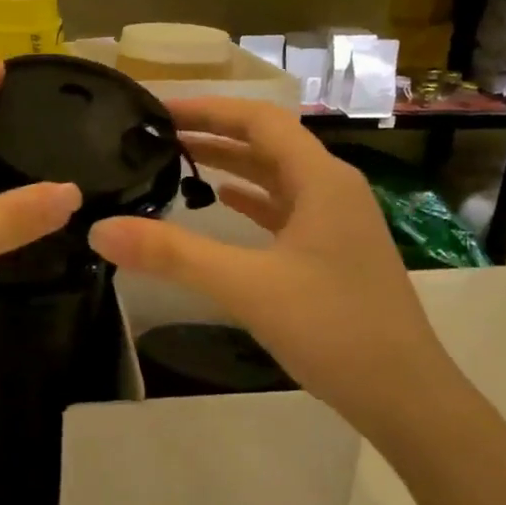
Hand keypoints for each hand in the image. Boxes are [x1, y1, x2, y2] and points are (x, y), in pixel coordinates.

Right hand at [87, 96, 455, 436]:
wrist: (404, 394)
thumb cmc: (333, 329)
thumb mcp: (246, 287)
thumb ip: (173, 255)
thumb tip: (101, 230)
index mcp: (322, 180)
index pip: (259, 120)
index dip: (208, 109)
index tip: (159, 110)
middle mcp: (333, 189)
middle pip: (268, 143)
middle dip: (214, 134)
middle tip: (159, 135)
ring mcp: (337, 222)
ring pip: (277, 177)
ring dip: (231, 165)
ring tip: (180, 161)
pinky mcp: (333, 252)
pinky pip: (285, 209)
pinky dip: (251, 200)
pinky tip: (223, 204)